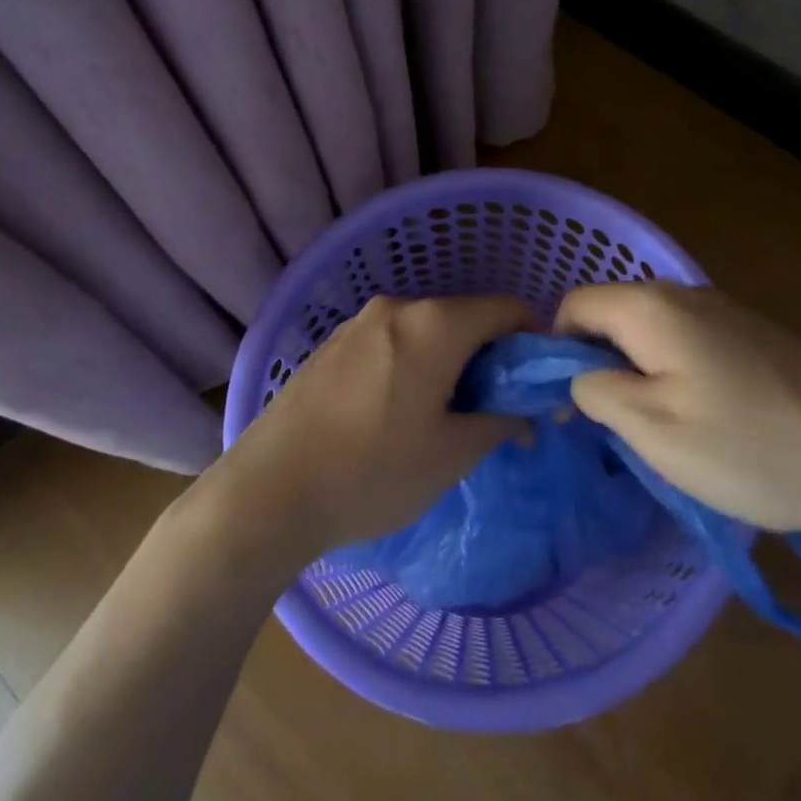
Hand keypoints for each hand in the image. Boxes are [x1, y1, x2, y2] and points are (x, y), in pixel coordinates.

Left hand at [205, 295, 533, 563]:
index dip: (531, 342)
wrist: (268, 492)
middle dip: (489, 357)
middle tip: (491, 410)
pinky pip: (391, 341)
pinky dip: (412, 364)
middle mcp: (397, 308)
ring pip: (426, 331)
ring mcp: (358, 323)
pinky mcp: (331, 345)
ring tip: (441, 417)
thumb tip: (525, 415)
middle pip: (465, 317)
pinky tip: (395, 413)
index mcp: (435, 325)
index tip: (532, 385)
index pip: (507, 309)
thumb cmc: (372, 471)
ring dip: (449, 362)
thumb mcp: (451, 455)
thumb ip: (500, 422)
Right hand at [554, 281, 800, 533]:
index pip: (573, 306)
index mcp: (650, 308)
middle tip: (611, 426)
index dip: (556, 351)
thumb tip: (576, 375)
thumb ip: (596, 391)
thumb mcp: (654, 430)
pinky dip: (674, 374)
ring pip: (650, 333)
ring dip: (637, 374)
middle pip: (612, 316)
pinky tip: (703, 420)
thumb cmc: (750, 445)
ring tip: (657, 431)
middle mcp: (683, 295)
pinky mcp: (752, 335)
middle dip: (597, 364)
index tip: (570, 406)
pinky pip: (687, 343)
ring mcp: (723, 312)